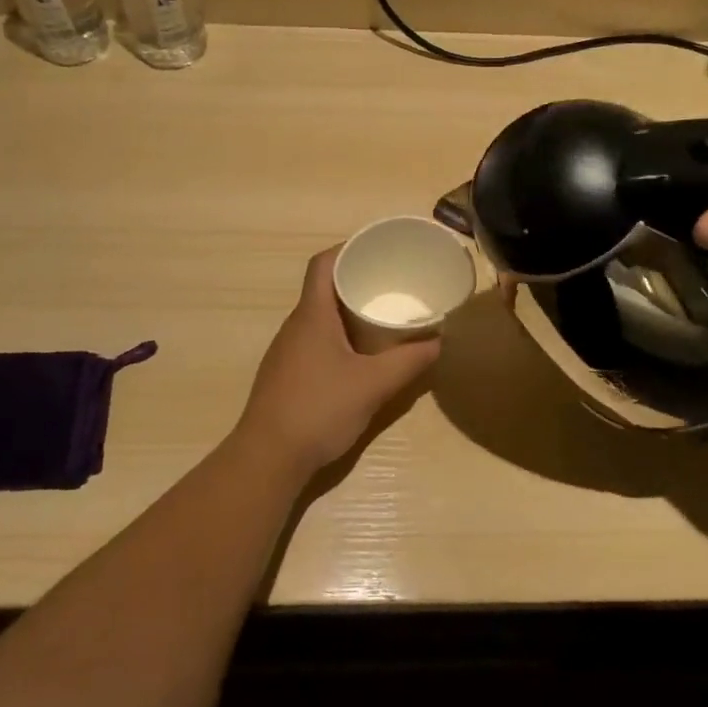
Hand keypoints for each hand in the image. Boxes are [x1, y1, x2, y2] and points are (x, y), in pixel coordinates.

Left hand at [233, 247, 439, 477]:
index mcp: (312, 315)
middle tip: (389, 283)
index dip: (346, 249)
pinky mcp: (285, 374)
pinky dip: (337, 336)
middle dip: (354, 281)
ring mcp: (286, 351)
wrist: (268, 458)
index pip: (322, 264)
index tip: (376, 250)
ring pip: (318, 317)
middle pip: (322, 288)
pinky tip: (358, 356)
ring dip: (346, 311)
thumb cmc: (319, 409)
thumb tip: (438, 341)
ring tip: (379, 315)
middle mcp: (295, 326)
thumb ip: (409, 361)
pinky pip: (314, 340)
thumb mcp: (373, 385)